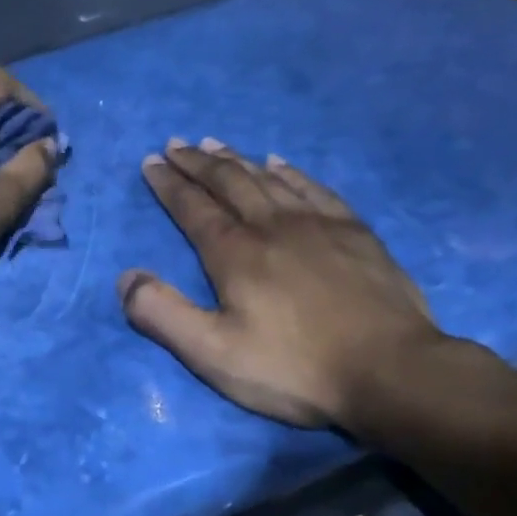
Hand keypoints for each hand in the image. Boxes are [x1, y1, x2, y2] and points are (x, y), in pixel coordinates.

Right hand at [118, 138, 446, 429]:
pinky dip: (290, 172)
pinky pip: (314, 188)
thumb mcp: (213, 354)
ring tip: (216, 144)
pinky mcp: (355, 233)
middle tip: (175, 144)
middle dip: (197, 162)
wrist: (391, 372)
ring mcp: (319, 225)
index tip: (151, 162)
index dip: (168, 184)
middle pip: (229, 182)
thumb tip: (125, 277)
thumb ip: (163, 315)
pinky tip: (280, 164)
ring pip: (268, 179)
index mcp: (235, 254)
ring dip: (237, 160)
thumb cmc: (294, 368)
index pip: (193, 208)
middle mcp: (272, 226)